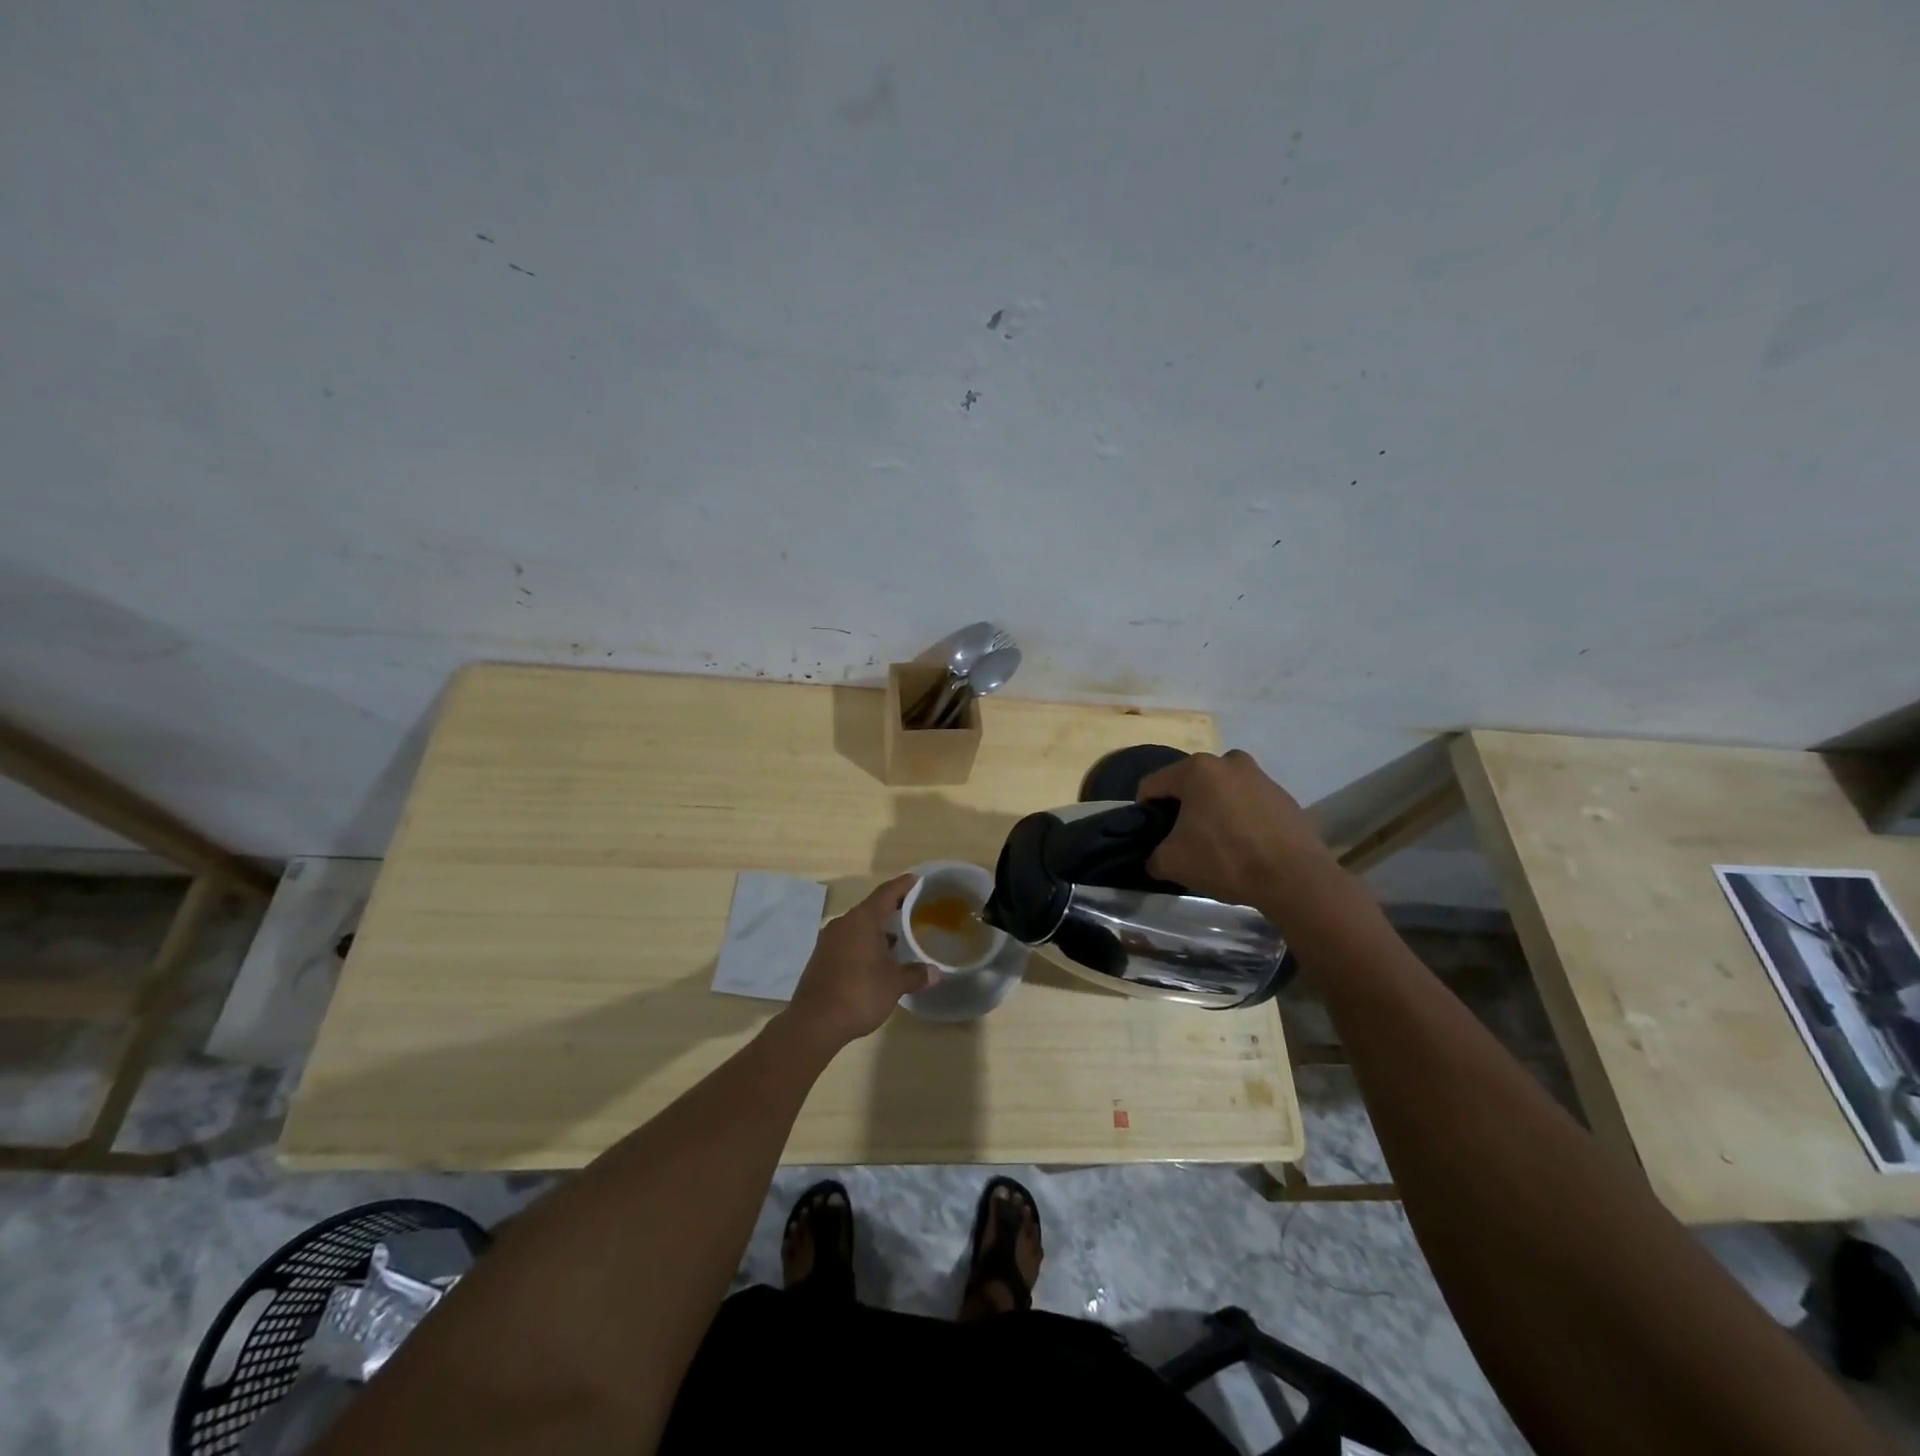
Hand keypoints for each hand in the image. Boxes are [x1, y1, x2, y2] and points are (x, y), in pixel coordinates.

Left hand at [782, 875, 937, 1048]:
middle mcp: (843, 923)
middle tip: (913, 910)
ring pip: (858, 925)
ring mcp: (829, 940)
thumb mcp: (894, 984)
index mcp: (862, 920)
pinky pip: (848, 940)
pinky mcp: (821, 957)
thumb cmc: (859, 994)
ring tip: (899, 937)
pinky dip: (864, 942)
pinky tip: (877, 958)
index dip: (903, 885)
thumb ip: (915, 974)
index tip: (917, 879)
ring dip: (877, 929)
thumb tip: (936, 972)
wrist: (814, 1023)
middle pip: (871, 908)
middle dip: (892, 908)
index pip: (886, 893)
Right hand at [1136, 750, 1338, 910]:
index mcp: (1197, 768)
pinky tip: (1243, 846)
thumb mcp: (1172, 862)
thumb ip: (1152, 855)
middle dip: (1180, 809)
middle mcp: (1228, 761)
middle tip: (1182, 841)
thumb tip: (1154, 857)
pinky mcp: (1282, 795)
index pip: (1152, 785)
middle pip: (1188, 785)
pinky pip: (1246, 802)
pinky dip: (1238, 818)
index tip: (1150, 838)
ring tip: (1215, 844)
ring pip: (1219, 792)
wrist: (1296, 879)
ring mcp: (1259, 775)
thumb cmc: (1227, 860)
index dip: (1144, 812)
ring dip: (1211, 812)